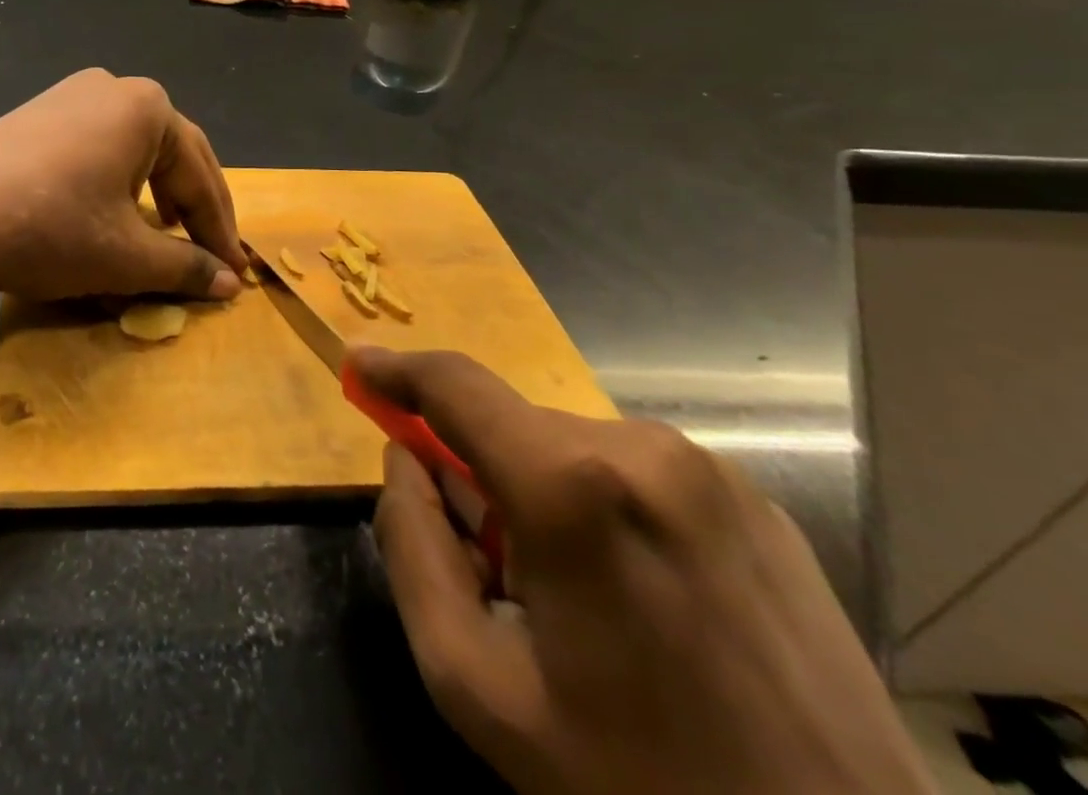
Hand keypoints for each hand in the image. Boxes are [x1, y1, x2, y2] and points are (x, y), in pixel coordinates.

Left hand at [0, 68, 246, 304]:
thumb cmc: (52, 228)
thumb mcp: (127, 256)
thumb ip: (187, 267)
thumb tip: (231, 284)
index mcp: (148, 108)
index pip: (201, 177)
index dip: (220, 232)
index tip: (236, 274)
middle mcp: (114, 88)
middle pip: (173, 153)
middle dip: (194, 206)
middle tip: (212, 252)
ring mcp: (71, 95)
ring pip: (134, 148)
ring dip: (158, 189)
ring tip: (167, 227)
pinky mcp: (38, 113)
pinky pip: (97, 146)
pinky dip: (117, 180)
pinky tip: (111, 207)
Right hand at [355, 348, 936, 794]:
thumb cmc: (637, 784)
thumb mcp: (477, 685)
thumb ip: (412, 549)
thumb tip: (407, 459)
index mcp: (572, 486)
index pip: (455, 386)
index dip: (398, 369)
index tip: (359, 366)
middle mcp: (644, 449)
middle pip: (514, 427)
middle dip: (480, 472)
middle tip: (490, 567)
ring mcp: (712, 472)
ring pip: (574, 448)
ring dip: (543, 492)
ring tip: (577, 600)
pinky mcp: (760, 503)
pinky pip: (638, 473)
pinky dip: (603, 504)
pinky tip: (641, 597)